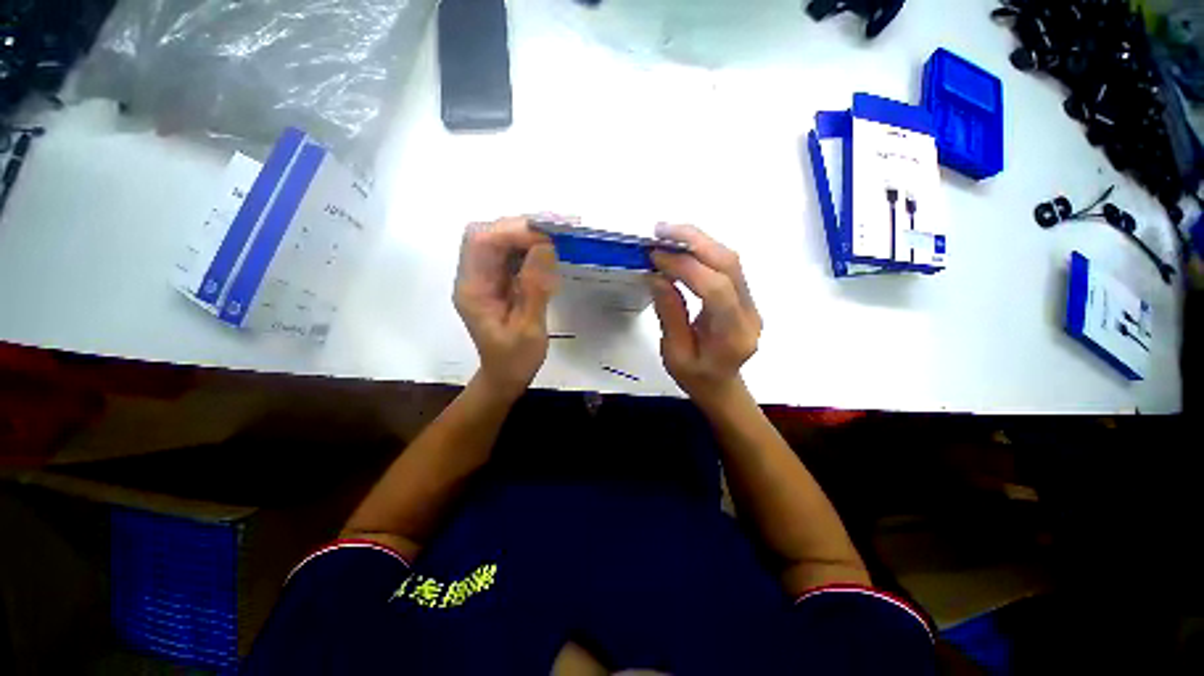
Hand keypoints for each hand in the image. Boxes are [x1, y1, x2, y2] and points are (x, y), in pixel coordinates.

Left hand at [454, 217, 558, 400]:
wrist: (506, 375)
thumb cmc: (515, 359)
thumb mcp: (529, 329)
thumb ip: (534, 288)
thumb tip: (545, 247)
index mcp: (473, 289)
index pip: (483, 243)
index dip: (514, 232)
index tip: (548, 239)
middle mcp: (473, 276)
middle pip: (486, 234)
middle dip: (520, 227)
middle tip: (556, 232)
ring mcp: (484, 277)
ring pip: (498, 239)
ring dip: (526, 234)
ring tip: (557, 236)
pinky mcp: (497, 280)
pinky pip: (509, 253)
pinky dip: (529, 247)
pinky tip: (548, 251)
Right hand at [650, 223, 761, 406]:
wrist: (722, 387)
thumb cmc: (696, 379)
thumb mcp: (675, 354)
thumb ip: (670, 314)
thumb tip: (657, 275)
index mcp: (733, 336)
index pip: (716, 290)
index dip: (686, 267)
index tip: (655, 258)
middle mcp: (749, 314)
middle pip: (730, 264)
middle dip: (695, 241)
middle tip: (661, 230)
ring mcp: (751, 302)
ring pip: (731, 259)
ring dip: (699, 241)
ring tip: (667, 233)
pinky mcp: (744, 296)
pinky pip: (726, 266)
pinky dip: (702, 251)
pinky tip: (682, 248)